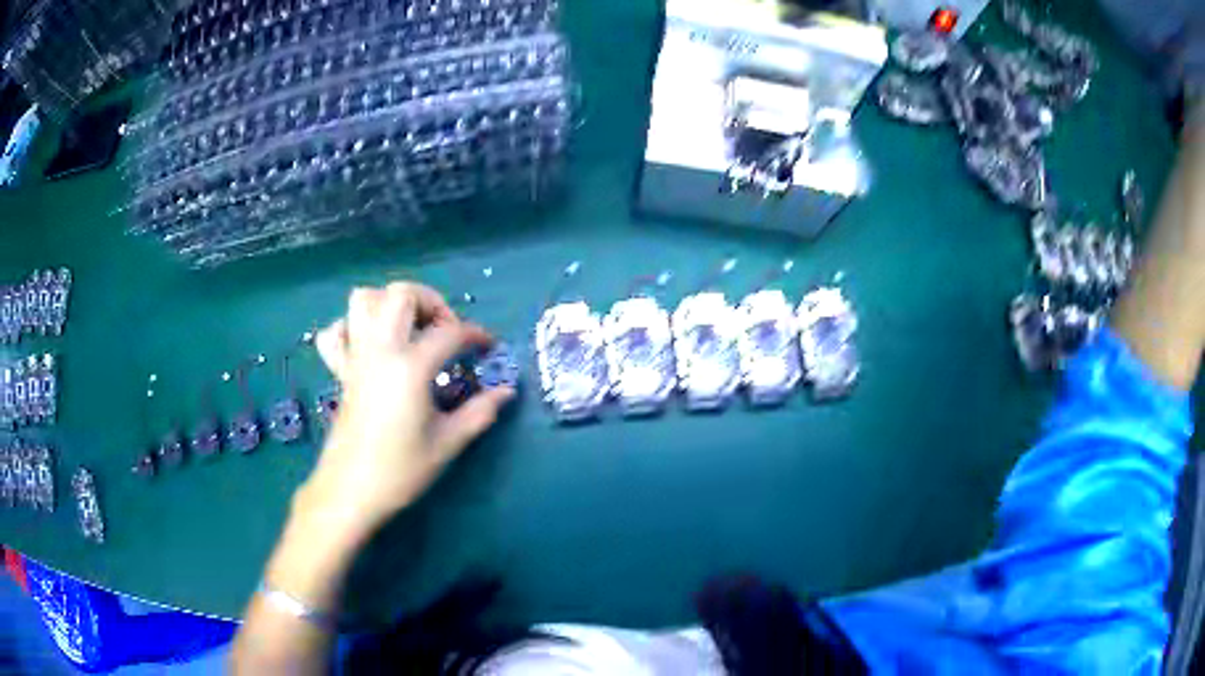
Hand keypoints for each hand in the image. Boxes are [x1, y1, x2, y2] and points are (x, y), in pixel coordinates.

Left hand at [297, 283, 514, 539]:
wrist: (350, 491)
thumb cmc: (400, 470)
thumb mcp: (447, 443)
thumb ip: (479, 412)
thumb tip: (505, 391)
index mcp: (410, 366)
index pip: (449, 332)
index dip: (475, 334)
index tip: (488, 347)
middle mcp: (380, 350)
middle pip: (401, 294)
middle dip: (431, 301)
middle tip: (446, 329)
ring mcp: (355, 357)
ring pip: (363, 300)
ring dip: (390, 303)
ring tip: (409, 328)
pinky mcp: (340, 371)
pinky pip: (336, 332)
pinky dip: (352, 327)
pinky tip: (371, 346)